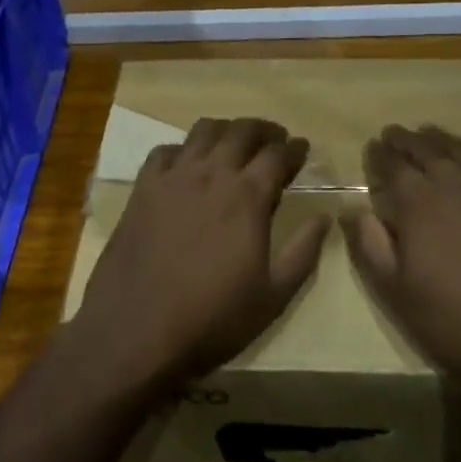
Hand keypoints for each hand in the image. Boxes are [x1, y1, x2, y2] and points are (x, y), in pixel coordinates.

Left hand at [71, 117, 328, 397]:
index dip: (294, 148)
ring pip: (203, 131)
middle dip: (264, 130)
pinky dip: (183, 150)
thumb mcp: (273, 296)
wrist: (136, 330)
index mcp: (248, 196)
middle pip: (242, 131)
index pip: (278, 154)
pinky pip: (165, 151)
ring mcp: (173, 177)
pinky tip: (187, 165)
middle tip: (274, 140)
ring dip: (226, 130)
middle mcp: (211, 174)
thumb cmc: (212, 319)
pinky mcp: (142, 188)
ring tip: (234, 144)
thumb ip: (303, 252)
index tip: (302, 148)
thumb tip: (324, 217)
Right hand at [342, 124, 460, 430]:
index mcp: (419, 201)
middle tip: (394, 135)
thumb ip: (370, 246)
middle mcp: (456, 184)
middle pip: (426, 149)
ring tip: (430, 136)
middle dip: (406, 140)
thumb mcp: (396, 292)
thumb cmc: (456, 320)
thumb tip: (354, 210)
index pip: (393, 164)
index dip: (379, 155)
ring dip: (442, 140)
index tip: (372, 148)